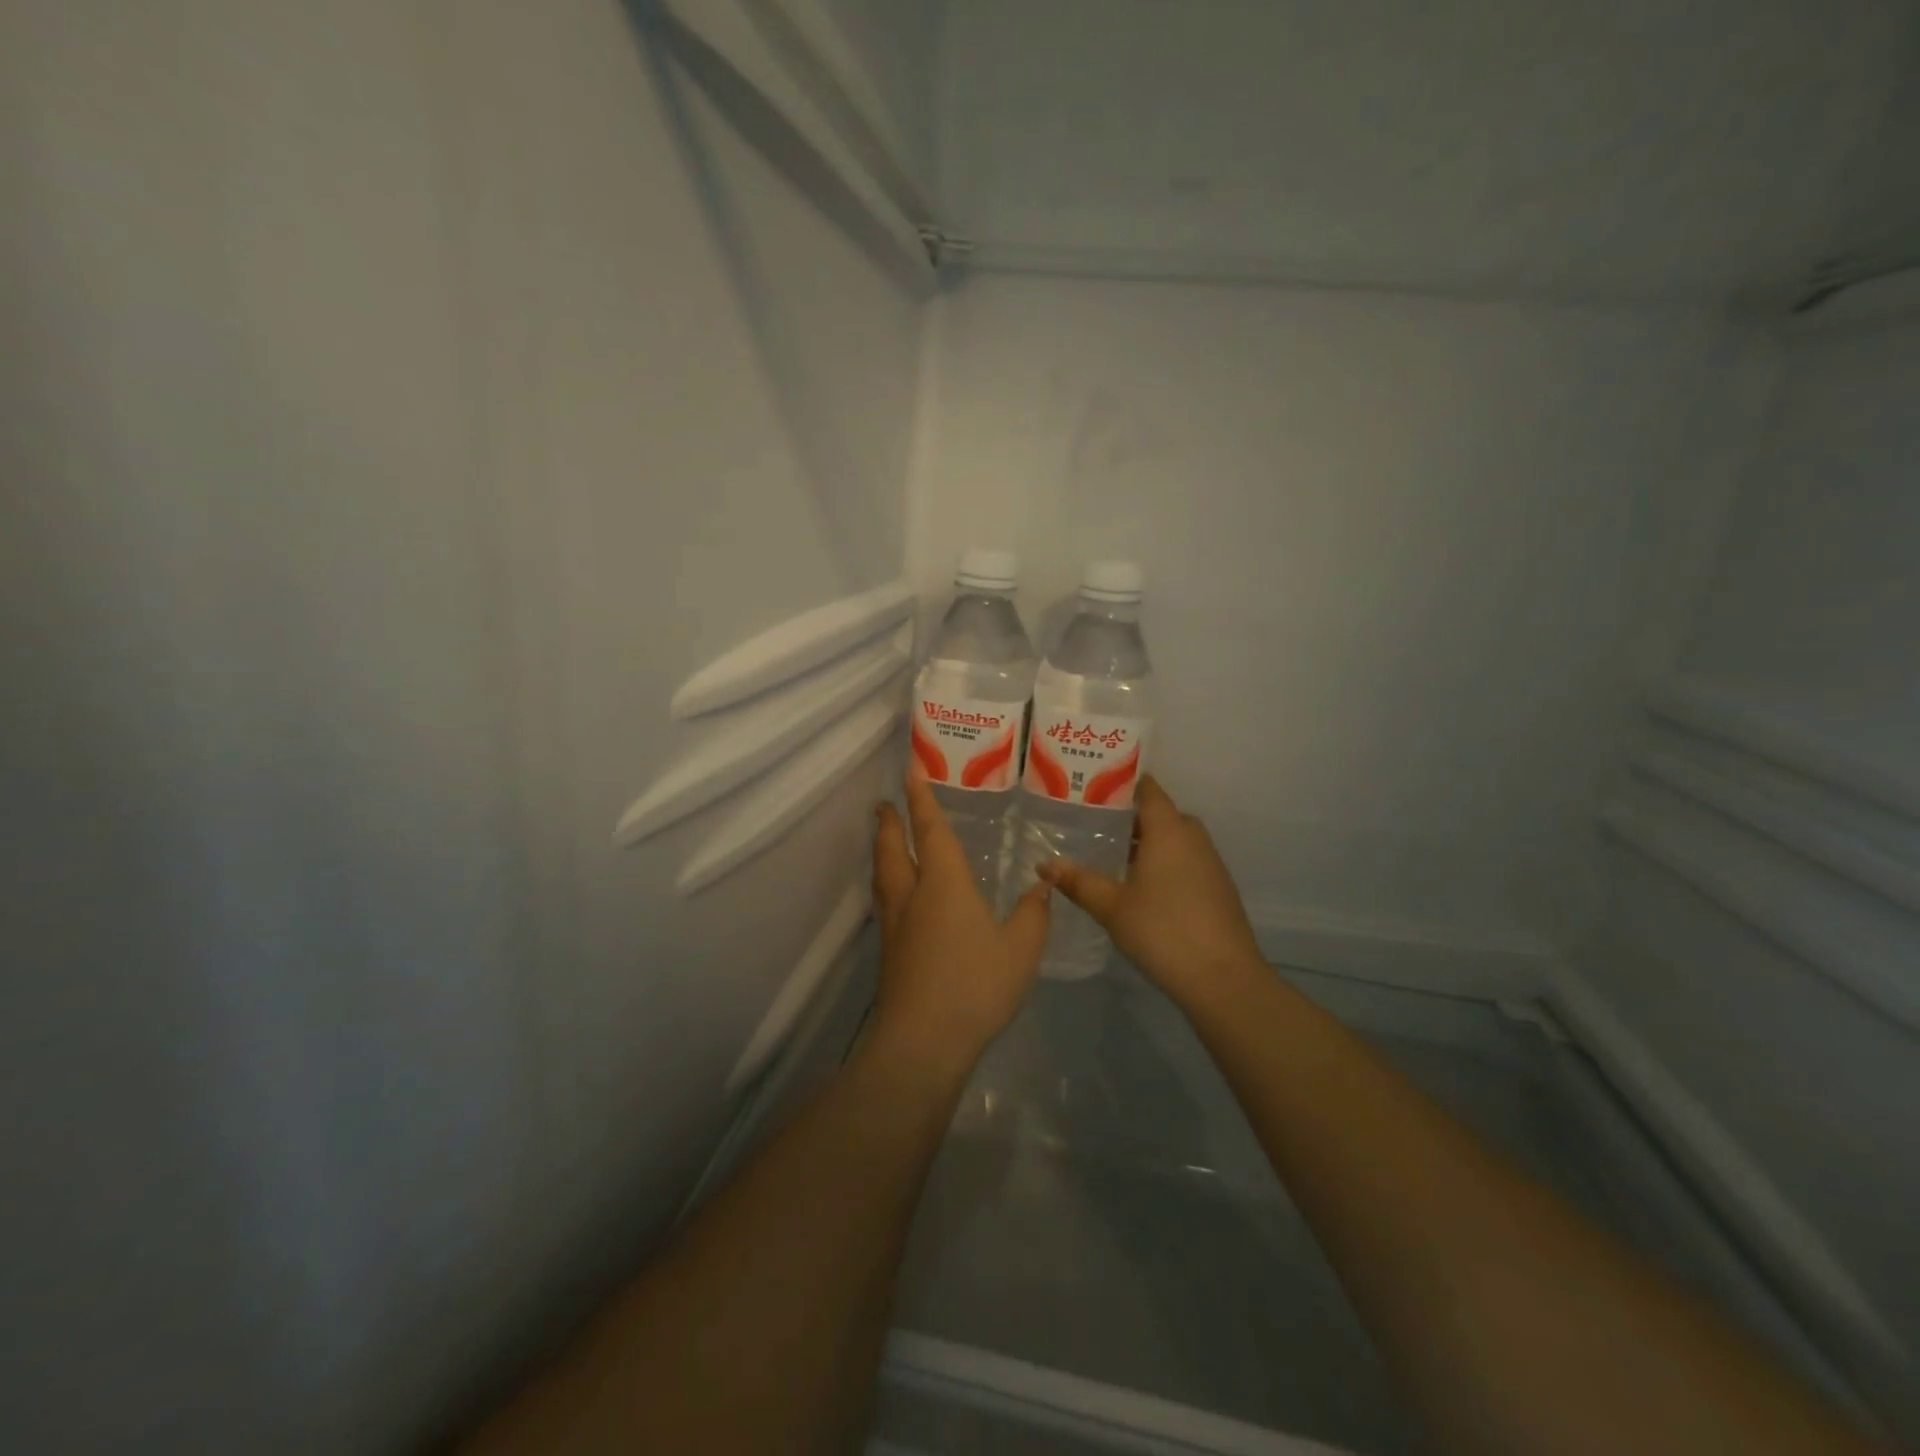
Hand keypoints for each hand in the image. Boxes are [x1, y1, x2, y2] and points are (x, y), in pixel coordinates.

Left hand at [870, 765, 1051, 1075]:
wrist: (923, 1041)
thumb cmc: (975, 985)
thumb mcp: (1021, 948)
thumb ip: (1033, 913)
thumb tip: (1043, 884)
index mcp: (943, 883)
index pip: (930, 830)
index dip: (921, 798)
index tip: (909, 771)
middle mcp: (912, 896)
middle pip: (893, 849)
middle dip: (889, 823)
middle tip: (884, 804)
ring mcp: (896, 926)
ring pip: (883, 875)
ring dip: (882, 851)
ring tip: (884, 840)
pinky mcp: (890, 953)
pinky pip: (885, 902)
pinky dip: (886, 883)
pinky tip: (897, 897)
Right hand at [1038, 776, 1264, 1009]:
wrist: (1222, 978)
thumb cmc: (1162, 931)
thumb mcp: (1111, 906)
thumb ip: (1079, 881)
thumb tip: (1044, 865)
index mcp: (1168, 830)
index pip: (1148, 789)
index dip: (1122, 784)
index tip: (1093, 787)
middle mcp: (1192, 838)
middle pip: (1161, 813)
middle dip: (1130, 816)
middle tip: (1094, 823)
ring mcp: (1210, 863)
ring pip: (1175, 839)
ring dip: (1148, 842)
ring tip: (1112, 854)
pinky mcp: (1217, 888)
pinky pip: (1186, 860)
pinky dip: (1164, 863)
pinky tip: (1142, 886)